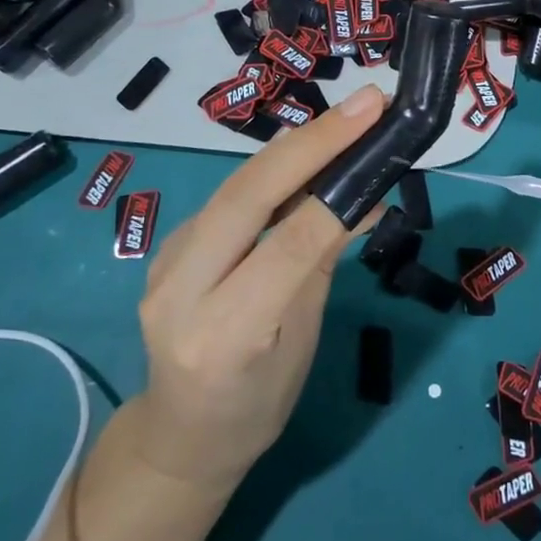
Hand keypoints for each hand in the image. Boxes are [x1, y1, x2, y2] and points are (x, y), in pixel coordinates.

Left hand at [118, 84, 385, 491]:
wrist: (180, 437)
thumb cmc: (257, 404)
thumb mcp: (302, 340)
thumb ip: (323, 260)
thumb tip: (366, 193)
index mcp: (223, 335)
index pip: (287, 248)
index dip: (336, 190)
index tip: (377, 135)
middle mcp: (179, 293)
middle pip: (247, 197)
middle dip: (310, 142)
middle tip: (366, 103)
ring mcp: (163, 265)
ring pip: (234, 187)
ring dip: (294, 146)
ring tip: (347, 118)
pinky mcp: (165, 247)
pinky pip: (227, 197)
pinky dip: (273, 170)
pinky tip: (307, 153)